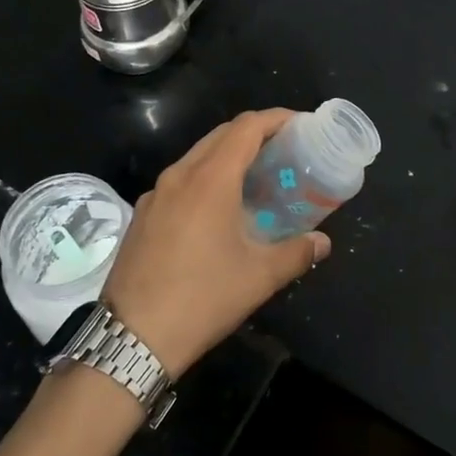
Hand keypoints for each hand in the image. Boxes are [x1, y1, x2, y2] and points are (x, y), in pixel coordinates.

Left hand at [102, 110, 330, 376]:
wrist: (131, 338)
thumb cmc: (202, 299)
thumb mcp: (259, 277)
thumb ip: (297, 253)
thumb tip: (323, 243)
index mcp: (210, 179)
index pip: (247, 127)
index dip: (276, 118)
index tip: (301, 125)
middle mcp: (180, 175)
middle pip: (221, 135)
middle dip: (255, 134)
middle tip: (284, 151)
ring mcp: (155, 193)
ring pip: (198, 156)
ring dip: (228, 156)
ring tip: (256, 177)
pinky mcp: (142, 214)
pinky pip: (180, 180)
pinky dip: (206, 178)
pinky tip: (218, 209)